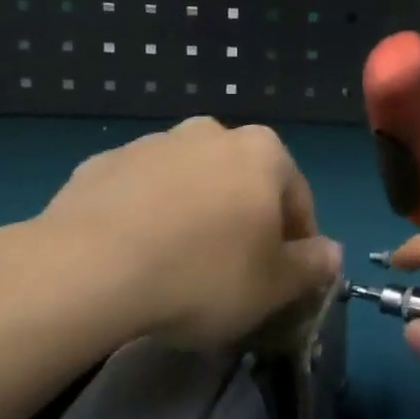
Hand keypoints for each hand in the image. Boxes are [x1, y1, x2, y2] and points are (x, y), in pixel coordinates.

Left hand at [28, 117, 342, 349]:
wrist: (88, 268)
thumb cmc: (202, 274)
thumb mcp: (273, 285)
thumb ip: (312, 266)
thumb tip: (331, 253)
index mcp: (262, 152)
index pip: (297, 200)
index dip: (296, 245)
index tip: (283, 283)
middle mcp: (210, 133)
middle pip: (242, 185)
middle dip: (244, 223)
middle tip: (232, 275)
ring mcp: (152, 144)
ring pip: (190, 185)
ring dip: (194, 216)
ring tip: (178, 269)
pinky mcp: (102, 163)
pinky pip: (141, 194)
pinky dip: (147, 218)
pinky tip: (135, 258)